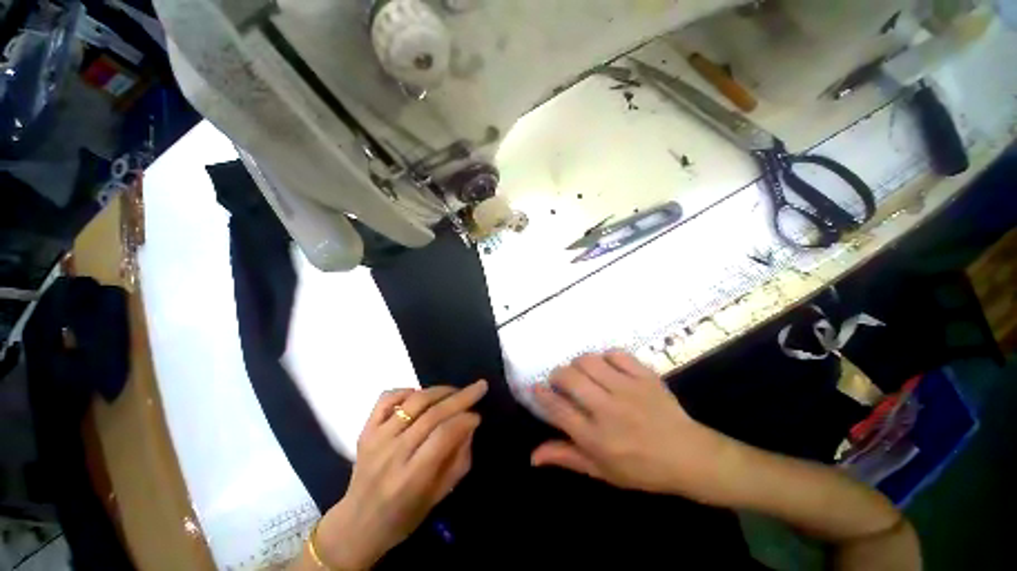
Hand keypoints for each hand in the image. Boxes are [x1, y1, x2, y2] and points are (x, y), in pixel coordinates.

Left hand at [315, 381, 487, 569]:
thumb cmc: (405, 516)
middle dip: (458, 398)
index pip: (443, 435)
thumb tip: (469, 427)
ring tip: (455, 390)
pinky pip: (384, 401)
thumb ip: (457, 462)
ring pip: (409, 403)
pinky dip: (404, 391)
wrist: (361, 520)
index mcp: (414, 476)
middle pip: (430, 415)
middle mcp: (393, 452)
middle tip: (478, 388)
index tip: (479, 416)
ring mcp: (376, 439)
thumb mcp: (439, 497)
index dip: (465, 420)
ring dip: (436, 392)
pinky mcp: (364, 431)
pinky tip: (420, 394)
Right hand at [531, 352, 736, 503]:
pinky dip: (606, 356)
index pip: (556, 408)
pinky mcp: (646, 377)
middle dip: (557, 375)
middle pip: (570, 378)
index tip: (535, 389)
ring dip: (578, 363)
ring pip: (591, 361)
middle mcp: (607, 409)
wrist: (686, 456)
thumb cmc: (641, 471)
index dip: (541, 395)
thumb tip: (532, 456)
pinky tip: (606, 367)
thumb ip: (567, 458)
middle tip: (560, 382)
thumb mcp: (601, 472)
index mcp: (593, 437)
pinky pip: (619, 355)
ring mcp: (628, 390)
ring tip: (582, 373)